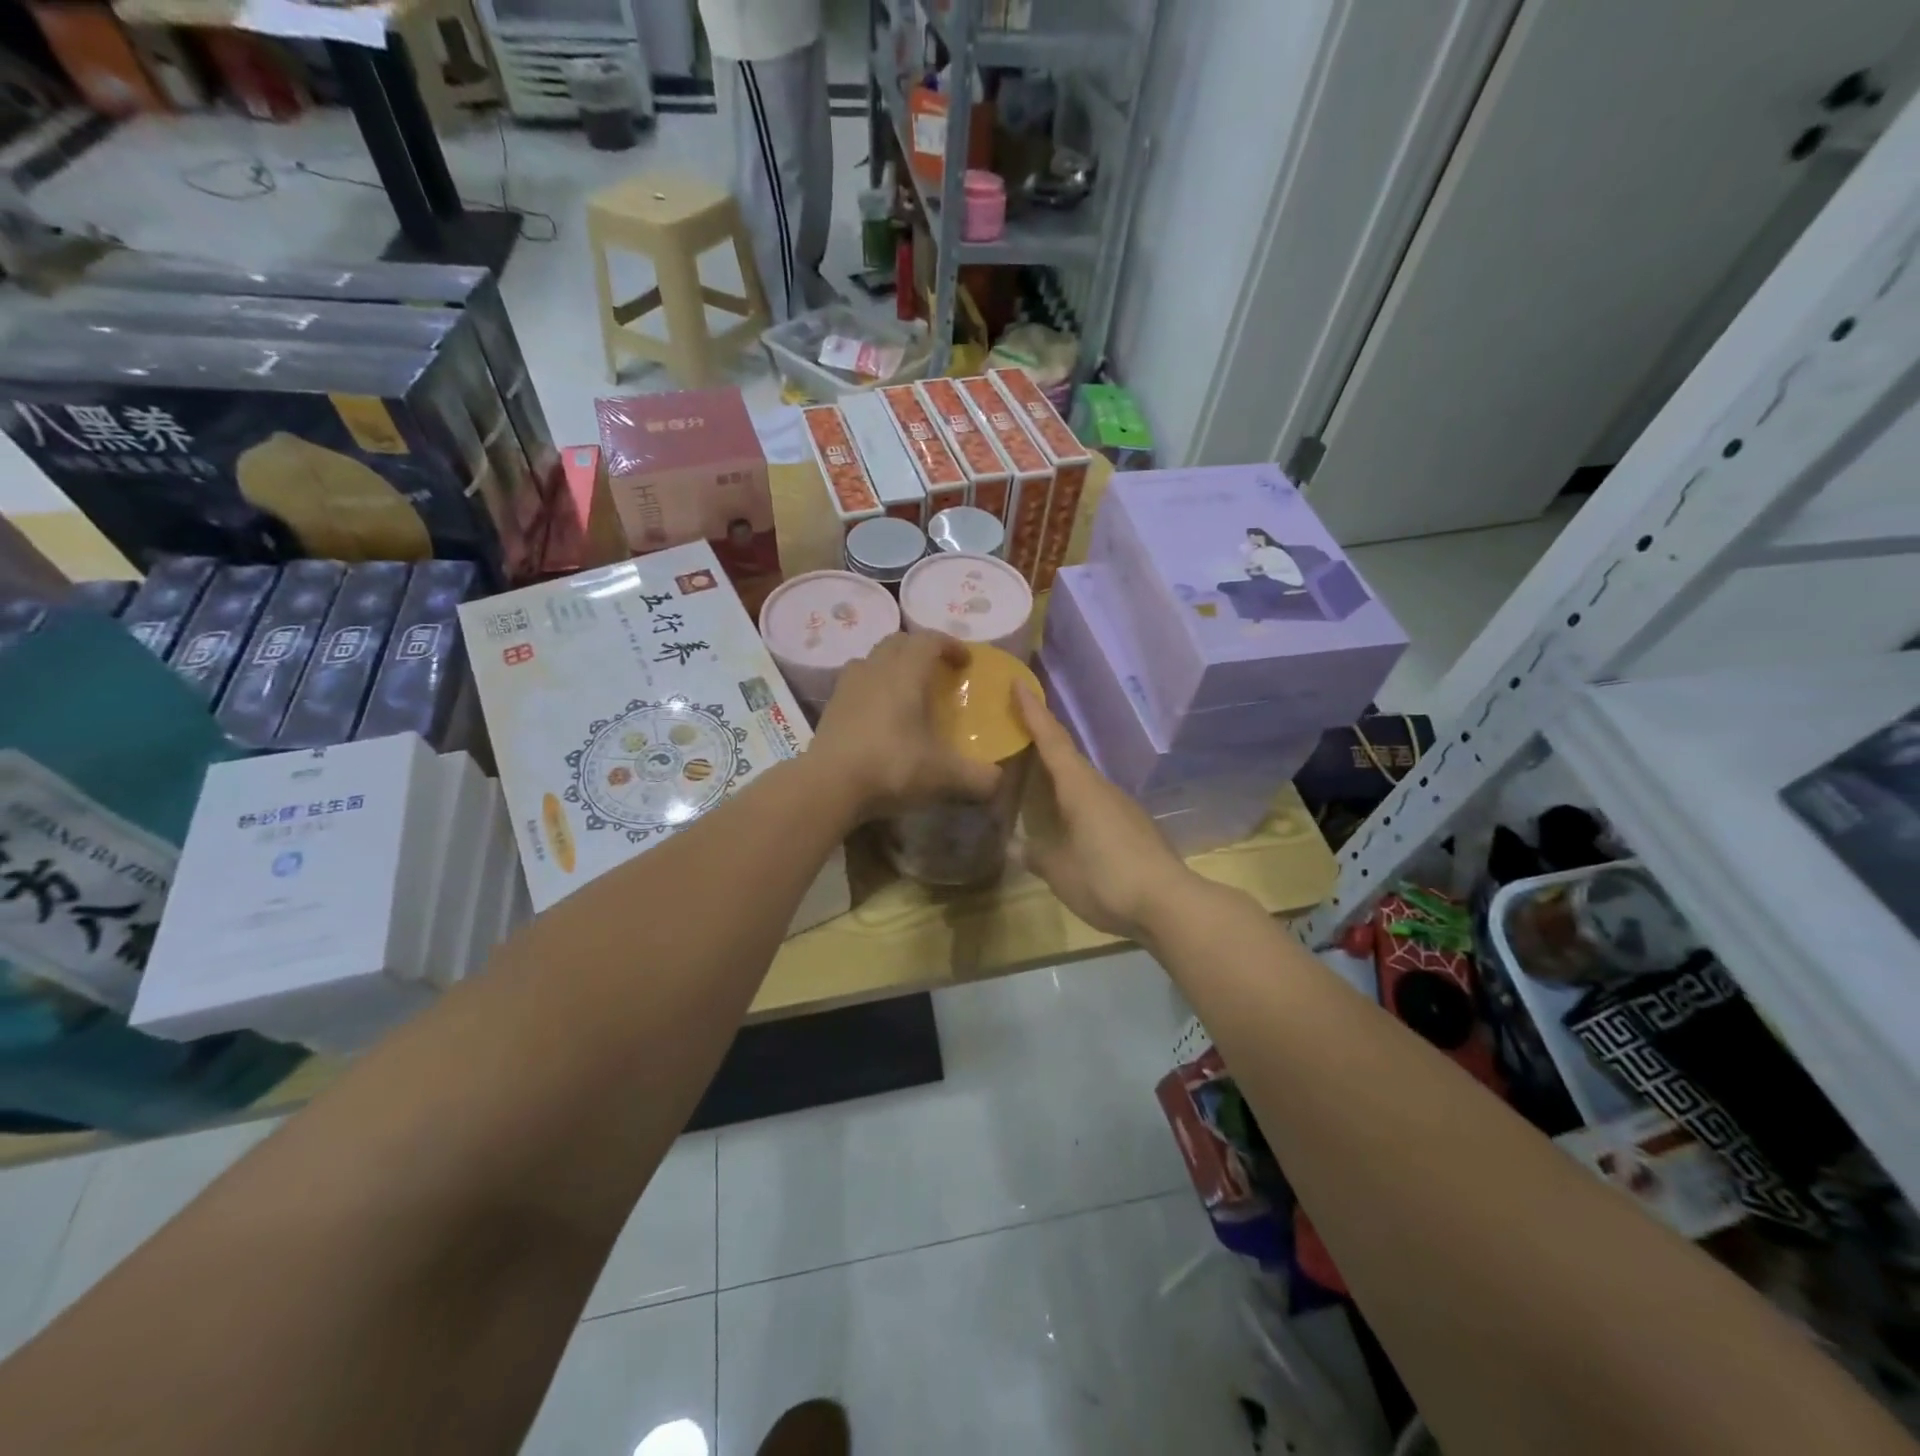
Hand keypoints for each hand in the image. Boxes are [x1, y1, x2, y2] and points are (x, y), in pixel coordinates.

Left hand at [810, 633, 1000, 821]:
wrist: (828, 785)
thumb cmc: (892, 767)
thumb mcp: (944, 776)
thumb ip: (978, 777)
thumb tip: (998, 781)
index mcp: (906, 673)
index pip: (929, 639)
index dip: (950, 645)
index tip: (966, 662)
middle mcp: (875, 669)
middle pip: (898, 642)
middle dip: (920, 649)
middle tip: (937, 671)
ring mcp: (847, 686)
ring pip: (872, 660)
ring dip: (892, 665)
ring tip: (906, 690)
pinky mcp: (830, 707)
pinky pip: (855, 684)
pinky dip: (872, 689)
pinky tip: (879, 715)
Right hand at [1013, 682, 1199, 938]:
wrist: (1170, 903)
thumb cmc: (1106, 879)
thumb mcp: (1059, 871)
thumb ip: (1035, 855)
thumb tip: (1014, 845)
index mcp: (1079, 788)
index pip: (1052, 741)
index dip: (1033, 713)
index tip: (1018, 684)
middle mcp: (1101, 788)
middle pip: (1068, 755)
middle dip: (1043, 738)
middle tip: (1017, 727)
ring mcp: (1122, 806)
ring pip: (1083, 779)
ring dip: (1060, 771)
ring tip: (1036, 774)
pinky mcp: (1134, 827)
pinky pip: (1096, 801)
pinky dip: (1076, 798)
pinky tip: (1068, 817)